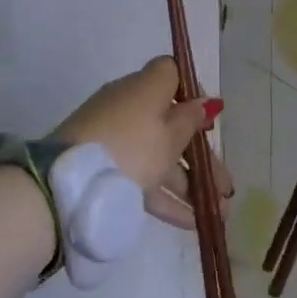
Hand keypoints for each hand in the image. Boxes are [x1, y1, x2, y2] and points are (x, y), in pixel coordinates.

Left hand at [55, 57, 231, 231]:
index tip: (209, 119)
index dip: (193, 92)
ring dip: (191, 184)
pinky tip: (191, 223)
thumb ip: (191, 119)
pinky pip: (143, 177)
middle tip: (227, 187)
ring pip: (160, 156)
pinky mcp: (104, 168)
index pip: (172, 74)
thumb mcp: (171, 134)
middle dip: (203, 158)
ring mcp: (115, 139)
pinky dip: (166, 197)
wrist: (70, 184)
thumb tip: (204, 102)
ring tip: (218, 214)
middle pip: (173, 125)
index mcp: (145, 88)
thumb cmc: (132, 147)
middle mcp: (129, 107)